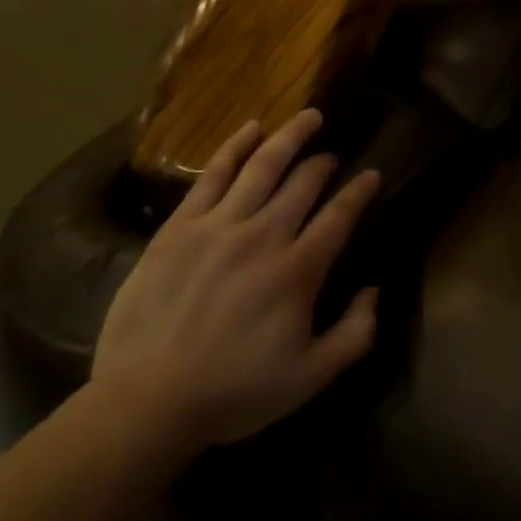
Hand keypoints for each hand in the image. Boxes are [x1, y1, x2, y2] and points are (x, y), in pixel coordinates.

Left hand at [92, 110, 380, 448]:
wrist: (146, 402)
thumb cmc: (232, 392)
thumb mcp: (309, 379)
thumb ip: (353, 335)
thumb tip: (374, 291)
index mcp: (298, 270)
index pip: (340, 214)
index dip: (361, 190)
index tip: (372, 175)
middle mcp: (264, 235)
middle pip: (305, 181)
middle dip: (325, 163)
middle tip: (332, 156)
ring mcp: (220, 225)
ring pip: (264, 165)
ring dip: (291, 136)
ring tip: (308, 117)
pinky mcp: (181, 226)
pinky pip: (213, 174)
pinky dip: (235, 146)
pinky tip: (251, 128)